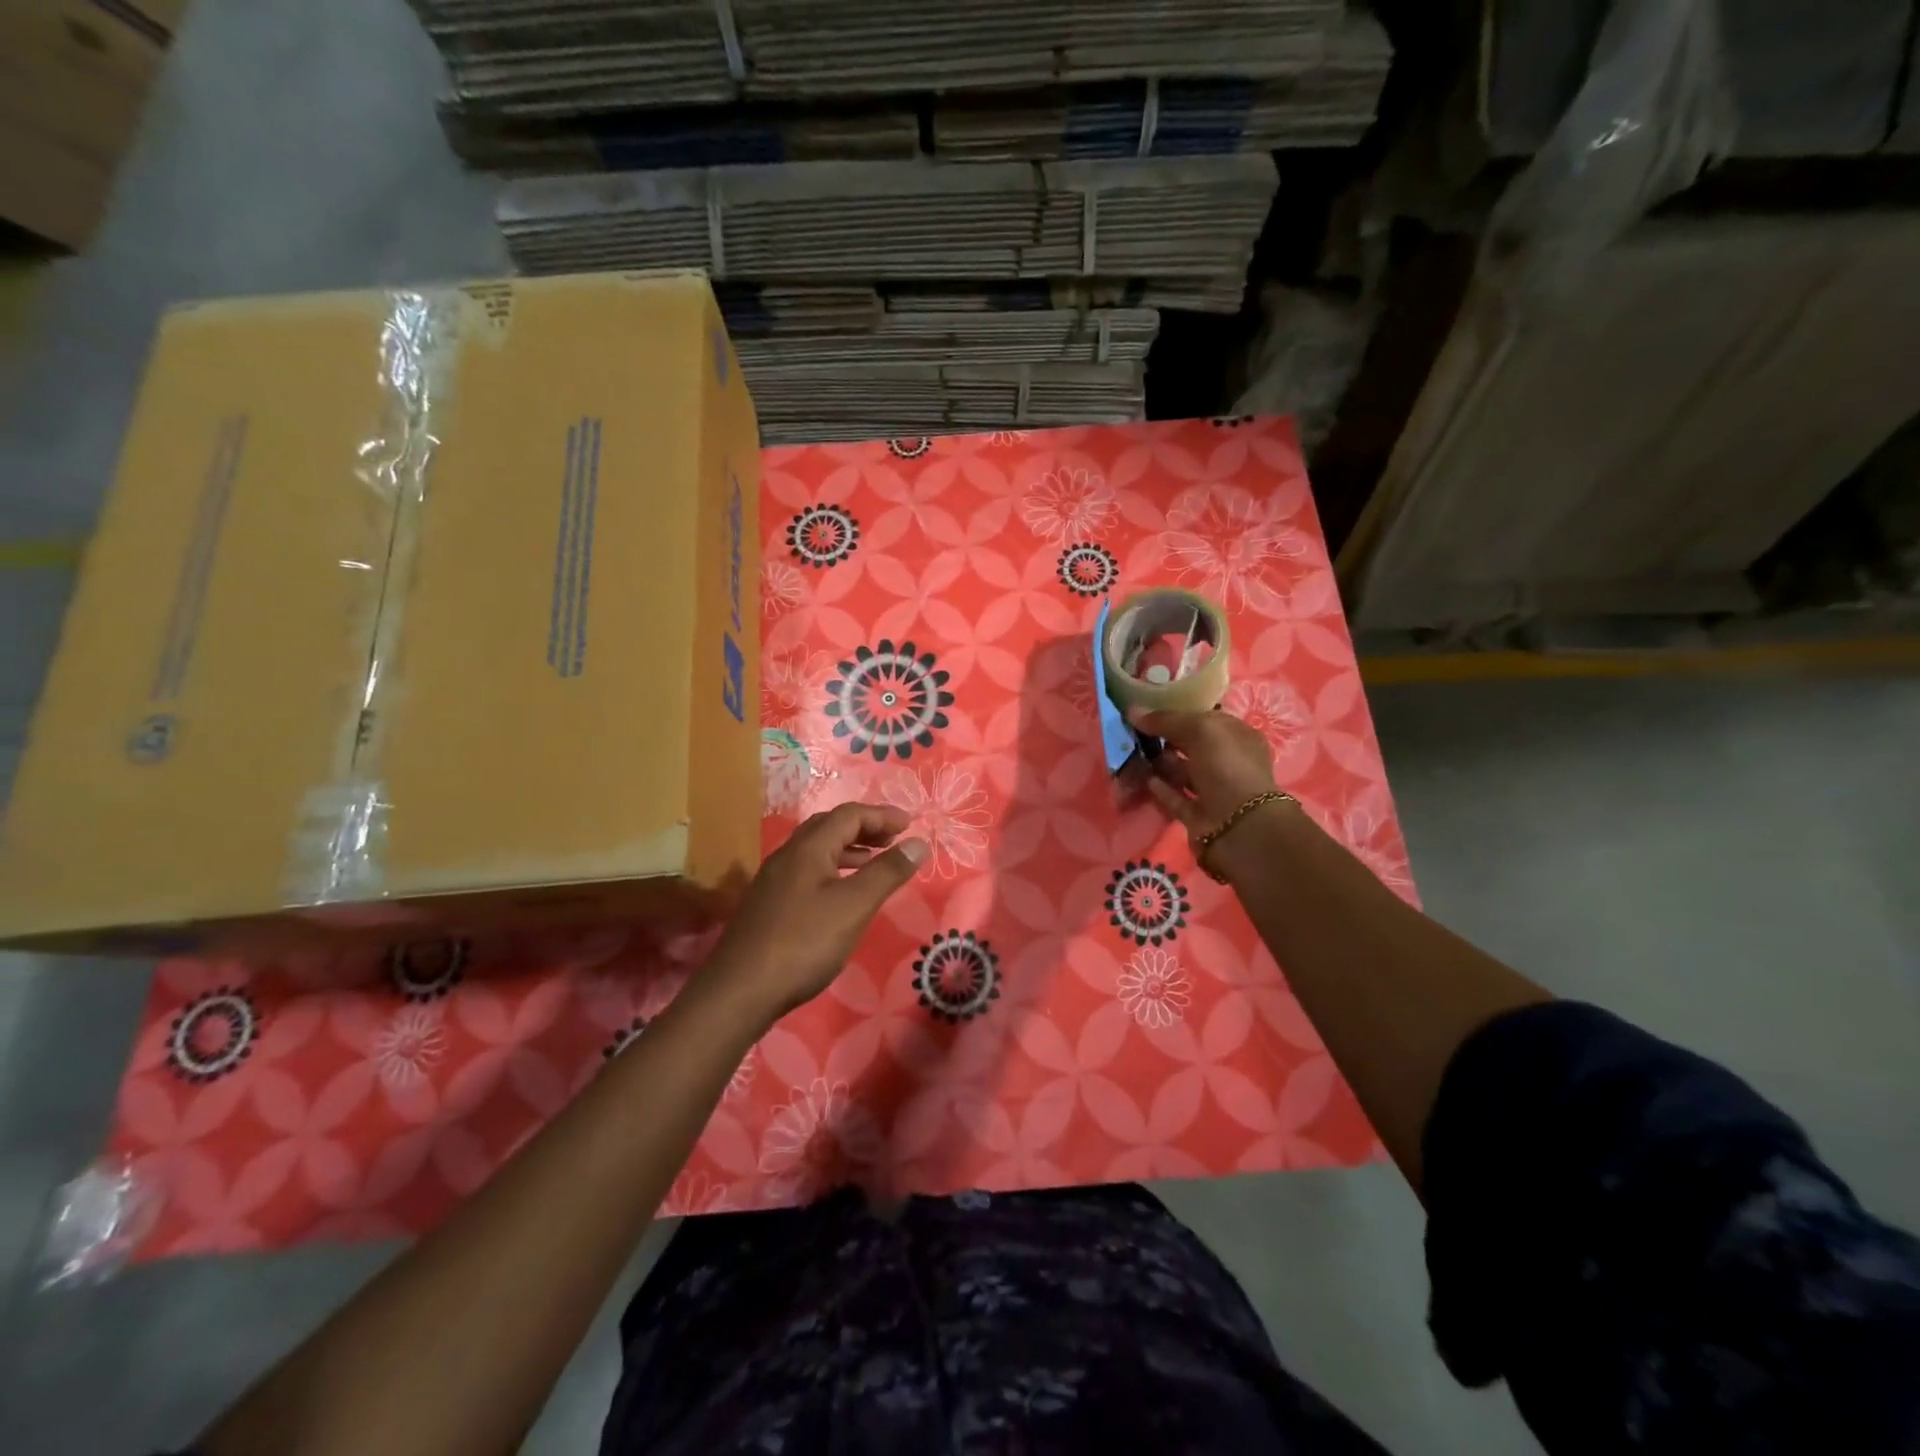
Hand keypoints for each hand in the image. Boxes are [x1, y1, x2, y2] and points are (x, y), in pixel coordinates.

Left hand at [708, 802, 927, 1020]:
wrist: (739, 991)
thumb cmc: (803, 943)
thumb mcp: (854, 906)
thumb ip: (887, 872)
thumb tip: (919, 842)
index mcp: (808, 848)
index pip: (849, 815)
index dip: (881, 815)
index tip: (910, 825)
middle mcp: (787, 856)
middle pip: (829, 827)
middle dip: (865, 828)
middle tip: (894, 840)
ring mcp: (773, 880)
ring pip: (816, 851)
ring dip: (849, 849)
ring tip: (874, 863)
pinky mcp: (768, 905)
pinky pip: (807, 872)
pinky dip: (833, 870)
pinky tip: (841, 896)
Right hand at [1130, 707, 1290, 875]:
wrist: (1239, 827)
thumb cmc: (1227, 767)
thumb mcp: (1201, 730)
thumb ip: (1166, 720)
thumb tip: (1132, 711)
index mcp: (1237, 736)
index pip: (1205, 719)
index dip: (1178, 711)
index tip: (1148, 706)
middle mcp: (1227, 762)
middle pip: (1190, 745)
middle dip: (1165, 737)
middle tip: (1133, 729)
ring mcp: (1213, 790)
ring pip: (1180, 771)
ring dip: (1159, 762)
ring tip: (1132, 752)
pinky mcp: (1197, 814)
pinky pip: (1175, 796)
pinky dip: (1160, 788)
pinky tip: (1144, 777)